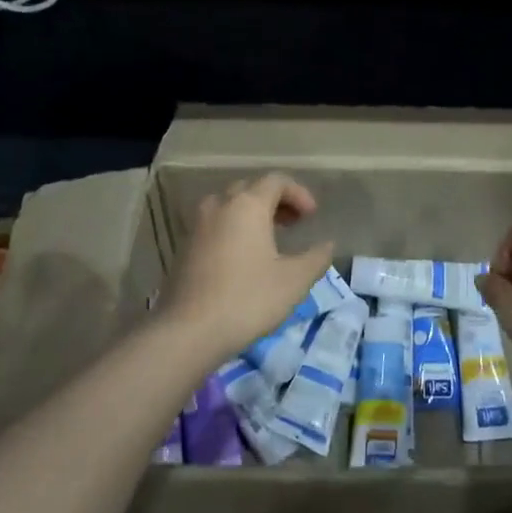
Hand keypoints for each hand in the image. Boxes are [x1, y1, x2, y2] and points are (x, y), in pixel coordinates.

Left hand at [159, 174, 335, 359]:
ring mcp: (197, 226)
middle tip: (293, 224)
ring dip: (251, 214)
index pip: (276, 181)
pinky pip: (214, 225)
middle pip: (250, 189)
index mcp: (247, 205)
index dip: (299, 193)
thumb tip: (327, 245)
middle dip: (275, 201)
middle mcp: (219, 206)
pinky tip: (243, 258)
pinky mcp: (184, 248)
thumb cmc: (247, 299)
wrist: (188, 331)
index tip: (312, 217)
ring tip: (268, 238)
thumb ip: (316, 258)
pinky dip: (233, 229)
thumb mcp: (294, 281)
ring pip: (228, 206)